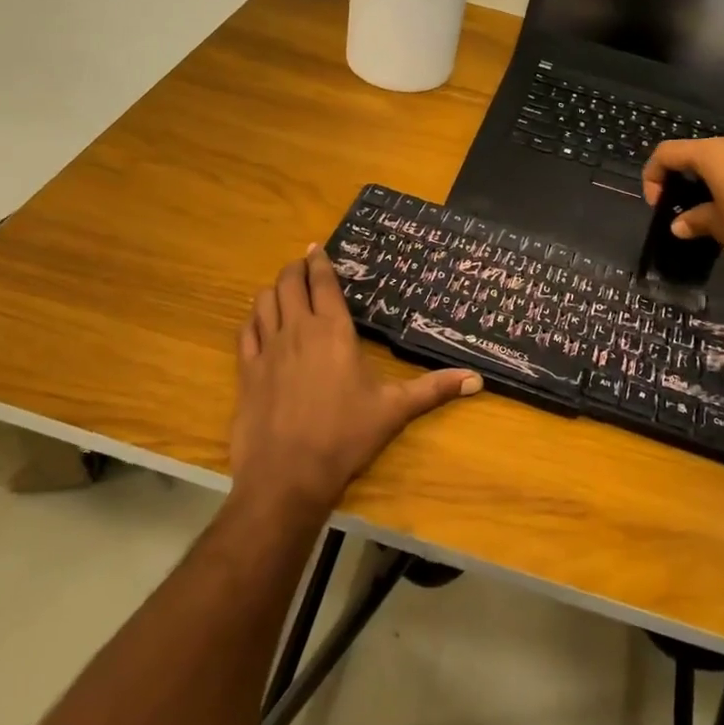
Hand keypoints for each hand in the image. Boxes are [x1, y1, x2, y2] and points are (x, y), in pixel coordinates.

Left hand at [232, 247, 480, 516]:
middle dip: (296, 269)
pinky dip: (253, 319)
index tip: (318, 248)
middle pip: (288, 283)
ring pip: (263, 302)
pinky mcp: (246, 372)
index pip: (323, 282)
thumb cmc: (345, 437)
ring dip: (274, 290)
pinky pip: (246, 332)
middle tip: (304, 264)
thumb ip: (434, 390)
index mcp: (332, 331)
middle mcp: (297, 330)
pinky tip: (259, 323)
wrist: (287, 476)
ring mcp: (267, 350)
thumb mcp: (395, 410)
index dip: (320, 261)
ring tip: (284, 290)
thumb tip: (478, 379)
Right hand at [642, 132, 723, 247]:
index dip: (654, 175)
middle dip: (687, 178)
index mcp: (711, 152)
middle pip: (699, 153)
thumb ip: (696, 221)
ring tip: (721, 210)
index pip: (667, 152)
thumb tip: (679, 226)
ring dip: (716, 180)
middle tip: (688, 207)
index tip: (658, 203)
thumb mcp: (720, 226)